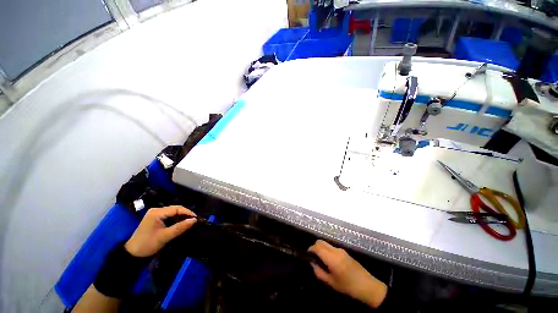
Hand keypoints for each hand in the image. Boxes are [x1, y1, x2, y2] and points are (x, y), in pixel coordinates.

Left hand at [124, 206, 196, 256]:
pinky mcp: (155, 218)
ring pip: (173, 212)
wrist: (132, 253)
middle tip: (194, 220)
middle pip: (175, 209)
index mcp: (157, 212)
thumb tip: (194, 220)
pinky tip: (180, 223)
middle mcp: (156, 210)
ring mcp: (155, 214)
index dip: (187, 212)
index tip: (196, 218)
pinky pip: (169, 215)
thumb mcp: (165, 236)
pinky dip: (176, 219)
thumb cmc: (148, 244)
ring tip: (189, 221)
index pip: (176, 209)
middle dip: (185, 214)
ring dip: (181, 216)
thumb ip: (180, 227)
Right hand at [308, 240, 387, 308]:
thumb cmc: (348, 286)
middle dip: (315, 246)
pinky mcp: (345, 252)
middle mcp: (335, 250)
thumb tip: (312, 264)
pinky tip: (328, 260)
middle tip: (312, 256)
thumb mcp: (331, 283)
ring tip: (319, 259)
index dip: (310, 249)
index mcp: (332, 258)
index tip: (307, 254)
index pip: (317, 247)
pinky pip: (332, 247)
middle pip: (321, 242)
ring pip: (326, 243)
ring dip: (321, 248)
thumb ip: (319, 272)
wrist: (368, 286)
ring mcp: (341, 250)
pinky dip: (326, 249)